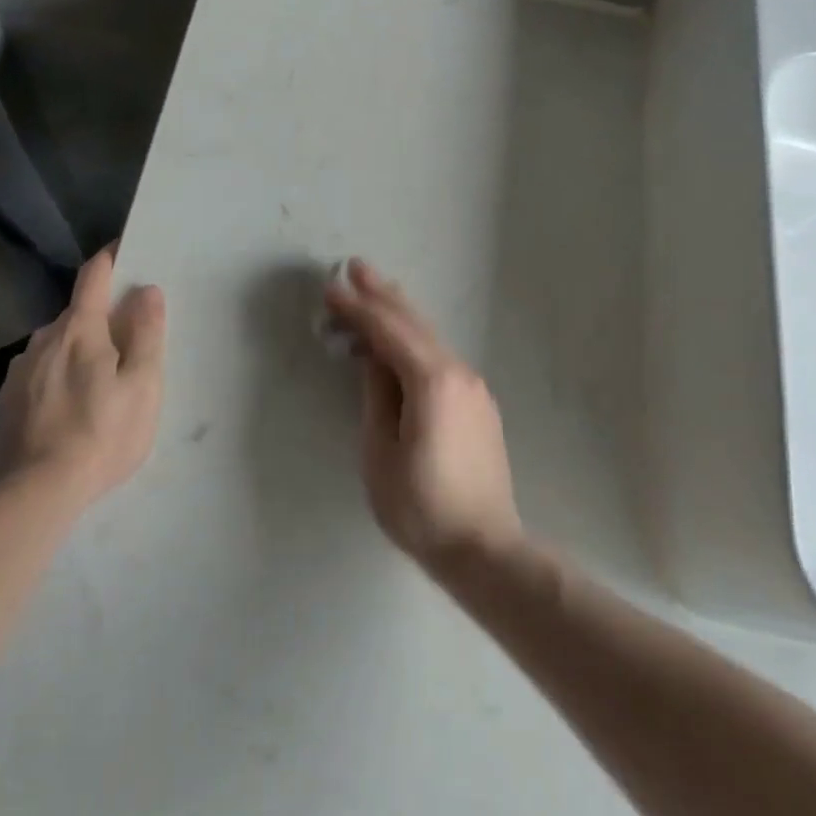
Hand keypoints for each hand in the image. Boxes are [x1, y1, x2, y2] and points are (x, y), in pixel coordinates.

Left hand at [0, 244, 165, 508]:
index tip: (124, 250)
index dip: (110, 259)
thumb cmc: (103, 434)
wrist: (36, 493)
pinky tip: (68, 408)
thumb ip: (146, 333)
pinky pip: (39, 372)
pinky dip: (57, 376)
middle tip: (125, 342)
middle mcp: (44, 339)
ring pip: (56, 345)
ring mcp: (20, 369)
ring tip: (97, 383)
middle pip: (76, 313)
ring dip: (77, 349)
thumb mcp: (143, 385)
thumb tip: (147, 290)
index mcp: (80, 329)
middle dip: (100, 317)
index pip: (94, 276)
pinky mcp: (6, 399)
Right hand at [323, 259, 521, 569]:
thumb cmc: (422, 507)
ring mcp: (473, 387)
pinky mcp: (477, 404)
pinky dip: (415, 339)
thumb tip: (372, 359)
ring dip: (399, 313)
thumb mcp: (381, 453)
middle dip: (382, 294)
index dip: (357, 308)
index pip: (388, 331)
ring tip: (374, 290)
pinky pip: (440, 357)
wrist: (484, 548)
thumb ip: (376, 396)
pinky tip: (402, 338)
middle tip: (354, 266)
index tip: (330, 288)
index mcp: (432, 381)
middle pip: (414, 323)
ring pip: (430, 337)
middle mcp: (458, 373)